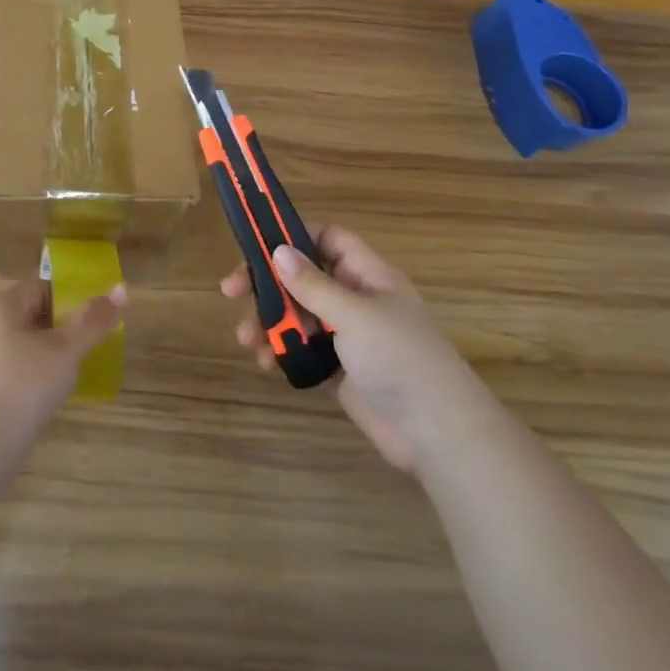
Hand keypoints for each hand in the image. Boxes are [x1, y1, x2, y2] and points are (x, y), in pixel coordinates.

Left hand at [0, 279, 124, 443]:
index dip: (70, 299)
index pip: (41, 287)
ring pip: (22, 346)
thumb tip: (121, 288)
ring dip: (48, 357)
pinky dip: (32, 379)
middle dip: (61, 330)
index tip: (94, 321)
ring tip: (73, 375)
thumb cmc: (23, 385)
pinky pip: (11, 372)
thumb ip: (93, 321)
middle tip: (88, 349)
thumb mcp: (65, 350)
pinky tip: (48, 398)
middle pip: (31, 316)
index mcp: (0, 305)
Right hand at [220, 226, 489, 471]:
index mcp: (368, 276)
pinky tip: (266, 362)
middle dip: (267, 284)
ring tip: (247, 339)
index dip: (295, 235)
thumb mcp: (355, 315)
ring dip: (268, 321)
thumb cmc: (401, 360)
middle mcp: (355, 299)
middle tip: (231, 292)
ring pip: (297, 314)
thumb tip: (278, 250)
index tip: (256, 245)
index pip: (328, 239)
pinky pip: (301, 349)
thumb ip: (313, 284)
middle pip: (303, 277)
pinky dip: (281, 350)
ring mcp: (347, 336)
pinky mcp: (338, 369)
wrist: (438, 435)